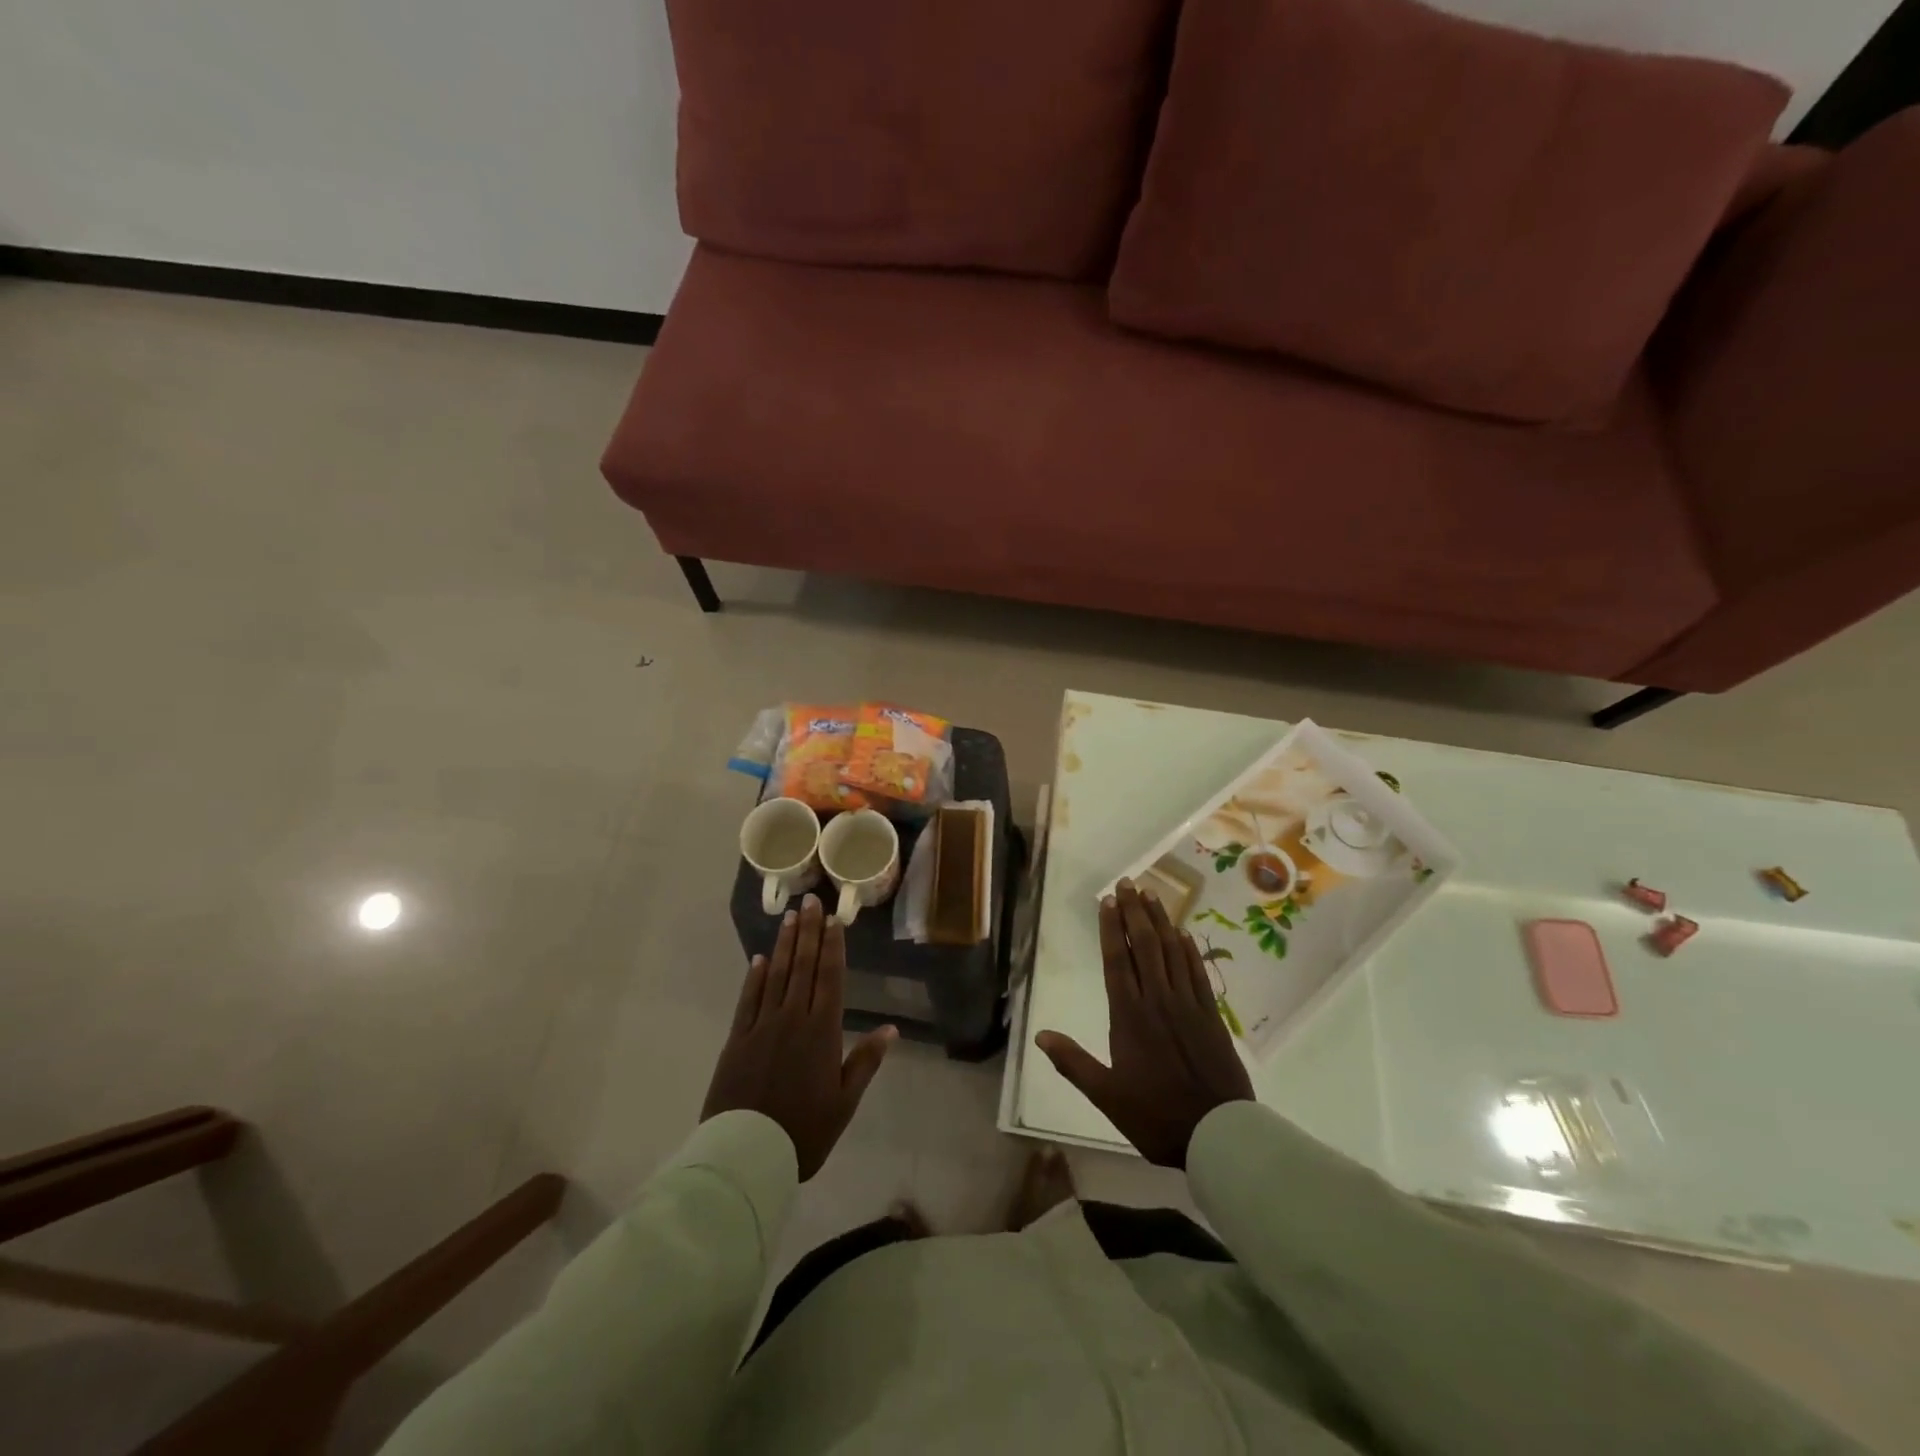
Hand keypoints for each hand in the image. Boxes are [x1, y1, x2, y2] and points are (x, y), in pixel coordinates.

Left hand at [702, 895, 895, 1179]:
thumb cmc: (805, 1130)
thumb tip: (891, 1029)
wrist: (747, 1153)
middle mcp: (793, 1018)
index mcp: (822, 1031)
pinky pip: (748, 999)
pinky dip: (755, 977)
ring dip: (784, 945)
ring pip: (776, 976)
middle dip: (808, 932)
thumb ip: (865, 1061)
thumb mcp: (845, 1101)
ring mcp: (762, 1026)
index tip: (833, 919)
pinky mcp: (737, 1039)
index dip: (832, 946)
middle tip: (810, 902)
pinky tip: (759, 959)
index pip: (829, 978)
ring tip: (789, 918)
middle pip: (802, 967)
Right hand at [1037, 881, 1253, 1167]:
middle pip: (1144, 946)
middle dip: (1134, 912)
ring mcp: (1187, 1005)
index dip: (1110, 928)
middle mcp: (1157, 1001)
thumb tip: (1040, 1036)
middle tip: (1128, 883)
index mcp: (1129, 1016)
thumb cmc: (1156, 1116)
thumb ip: (1073, 1063)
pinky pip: (1197, 972)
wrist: (1218, 1133)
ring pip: (1171, 952)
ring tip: (1152, 895)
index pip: (1117, 961)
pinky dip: (1188, 949)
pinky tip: (1183, 934)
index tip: (1108, 901)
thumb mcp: (1106, 1095)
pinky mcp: (1211, 1015)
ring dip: (1160, 921)